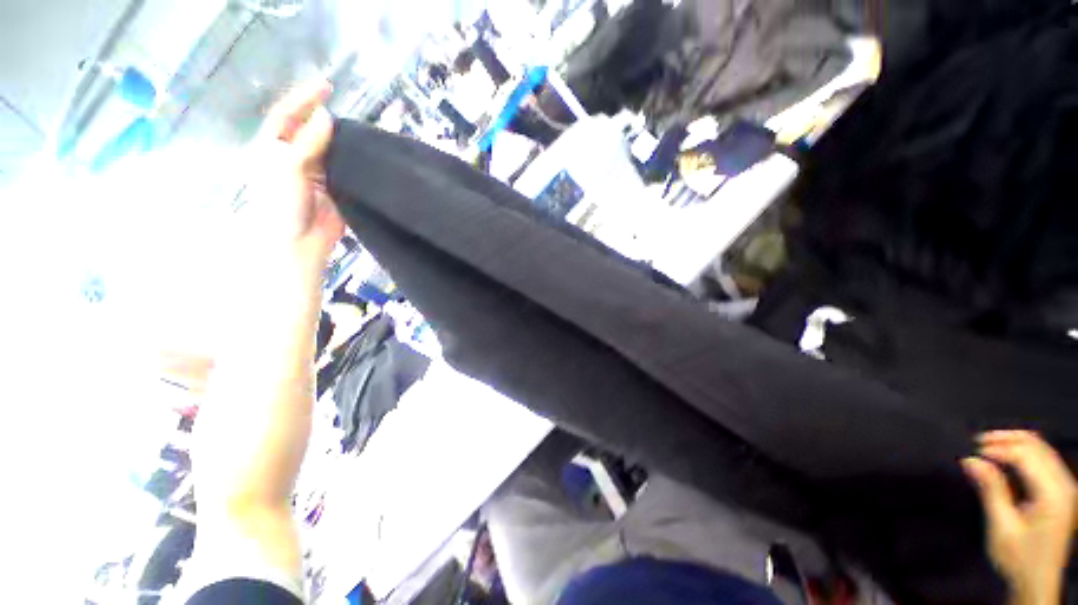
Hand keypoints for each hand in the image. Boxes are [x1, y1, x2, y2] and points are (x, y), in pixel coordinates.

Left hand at [256, 78, 343, 261]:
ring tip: (356, 129)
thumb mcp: (289, 167)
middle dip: (323, 117)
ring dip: (339, 139)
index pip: (287, 116)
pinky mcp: (333, 188)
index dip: (303, 98)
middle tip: (344, 107)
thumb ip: (307, 142)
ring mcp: (314, 174)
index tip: (327, 86)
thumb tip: (327, 117)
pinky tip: (362, 154)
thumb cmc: (282, 203)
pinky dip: (351, 160)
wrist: (299, 242)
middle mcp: (292, 157)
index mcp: (273, 149)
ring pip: (327, 149)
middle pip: (308, 130)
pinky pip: (343, 168)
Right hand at [962, 431, 1076, 604]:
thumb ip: (991, 490)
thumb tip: (971, 461)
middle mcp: (1065, 485)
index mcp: (1053, 494)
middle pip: (1038, 447)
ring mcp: (1067, 488)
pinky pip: (1046, 460)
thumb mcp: (1001, 527)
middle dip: (1008, 440)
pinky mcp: (1062, 491)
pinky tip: (1008, 460)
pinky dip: (1025, 453)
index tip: (972, 453)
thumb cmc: (1017, 558)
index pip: (1026, 457)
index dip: (999, 450)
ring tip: (989, 447)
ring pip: (1043, 449)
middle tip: (978, 442)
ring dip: (1016, 443)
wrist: (1037, 583)